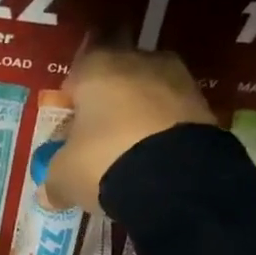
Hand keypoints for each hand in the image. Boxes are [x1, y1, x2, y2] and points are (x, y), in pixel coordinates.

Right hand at [45, 47, 214, 213]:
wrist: (176, 178)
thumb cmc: (104, 160)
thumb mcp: (65, 176)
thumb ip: (54, 180)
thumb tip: (49, 194)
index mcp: (96, 66)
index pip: (79, 67)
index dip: (73, 94)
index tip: (71, 122)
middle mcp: (138, 61)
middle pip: (118, 75)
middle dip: (110, 100)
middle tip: (100, 136)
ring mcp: (178, 80)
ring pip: (150, 92)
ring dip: (141, 114)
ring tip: (131, 151)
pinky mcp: (206, 105)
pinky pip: (174, 114)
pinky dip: (165, 131)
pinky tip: (156, 159)